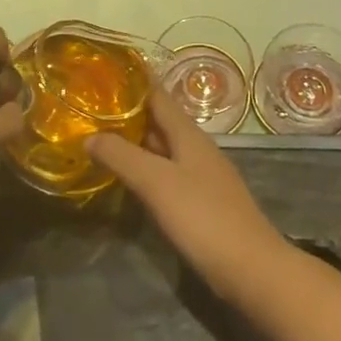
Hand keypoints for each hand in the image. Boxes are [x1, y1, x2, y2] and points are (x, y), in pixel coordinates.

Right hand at [87, 90, 290, 300]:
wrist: (251, 270)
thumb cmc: (203, 217)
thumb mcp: (156, 183)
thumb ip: (122, 156)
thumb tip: (89, 136)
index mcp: (188, 134)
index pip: (157, 94)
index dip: (133, 81)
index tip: (104, 71)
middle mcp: (195, 147)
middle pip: (158, 120)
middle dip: (127, 112)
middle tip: (90, 107)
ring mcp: (200, 175)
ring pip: (162, 148)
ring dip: (134, 141)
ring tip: (98, 137)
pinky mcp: (200, 202)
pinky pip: (166, 173)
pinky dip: (144, 167)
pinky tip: (127, 178)